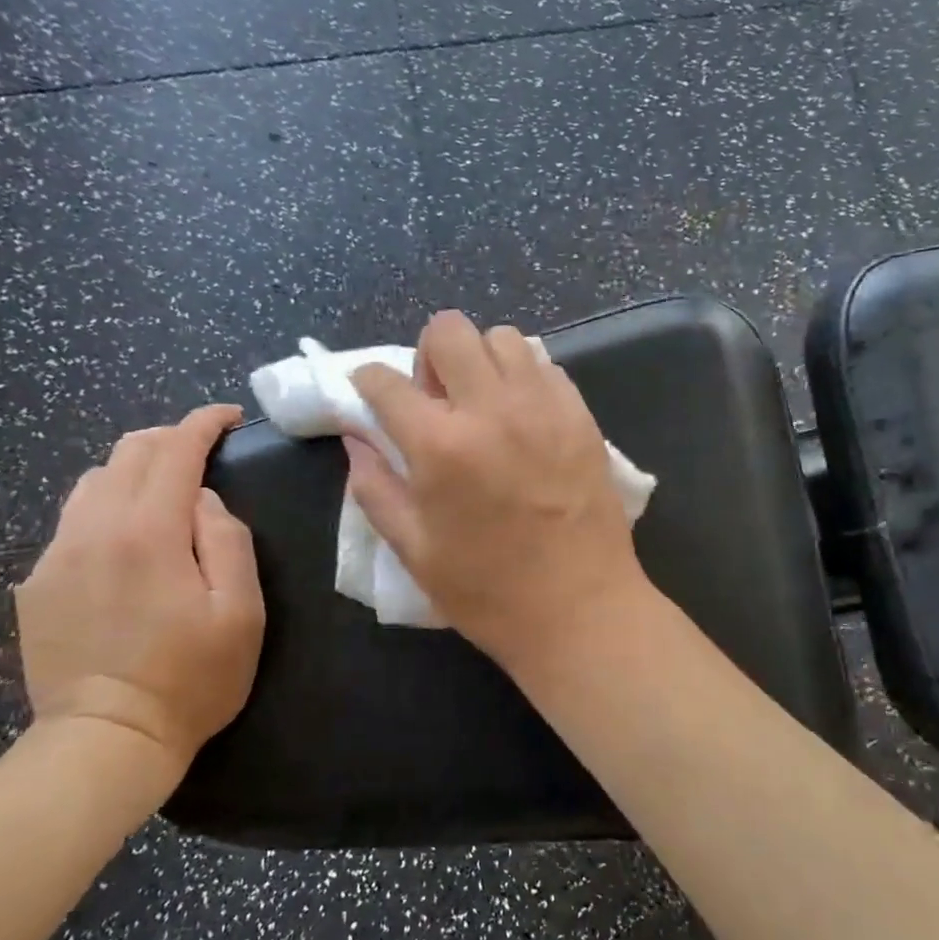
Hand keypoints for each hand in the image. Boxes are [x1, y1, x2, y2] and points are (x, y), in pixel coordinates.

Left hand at [15, 405, 263, 801]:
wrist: (105, 742)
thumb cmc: (191, 678)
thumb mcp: (241, 610)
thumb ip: (228, 539)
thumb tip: (204, 499)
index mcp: (148, 532)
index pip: (174, 449)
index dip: (203, 423)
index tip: (228, 417)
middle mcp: (94, 529)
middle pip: (128, 452)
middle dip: (169, 439)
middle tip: (202, 454)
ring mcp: (56, 556)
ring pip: (93, 481)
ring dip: (134, 471)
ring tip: (163, 494)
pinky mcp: (36, 584)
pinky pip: (72, 521)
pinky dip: (105, 509)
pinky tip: (124, 543)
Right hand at [345, 311, 649, 670]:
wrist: (580, 610)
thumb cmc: (488, 591)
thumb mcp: (414, 550)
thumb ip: (375, 487)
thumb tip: (357, 439)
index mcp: (440, 444)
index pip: (384, 380)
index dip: (367, 382)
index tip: (372, 398)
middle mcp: (491, 409)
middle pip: (448, 330)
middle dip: (428, 355)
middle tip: (436, 400)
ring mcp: (543, 406)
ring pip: (503, 337)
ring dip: (480, 360)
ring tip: (483, 404)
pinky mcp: (581, 415)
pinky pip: (545, 366)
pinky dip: (524, 378)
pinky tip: (523, 418)